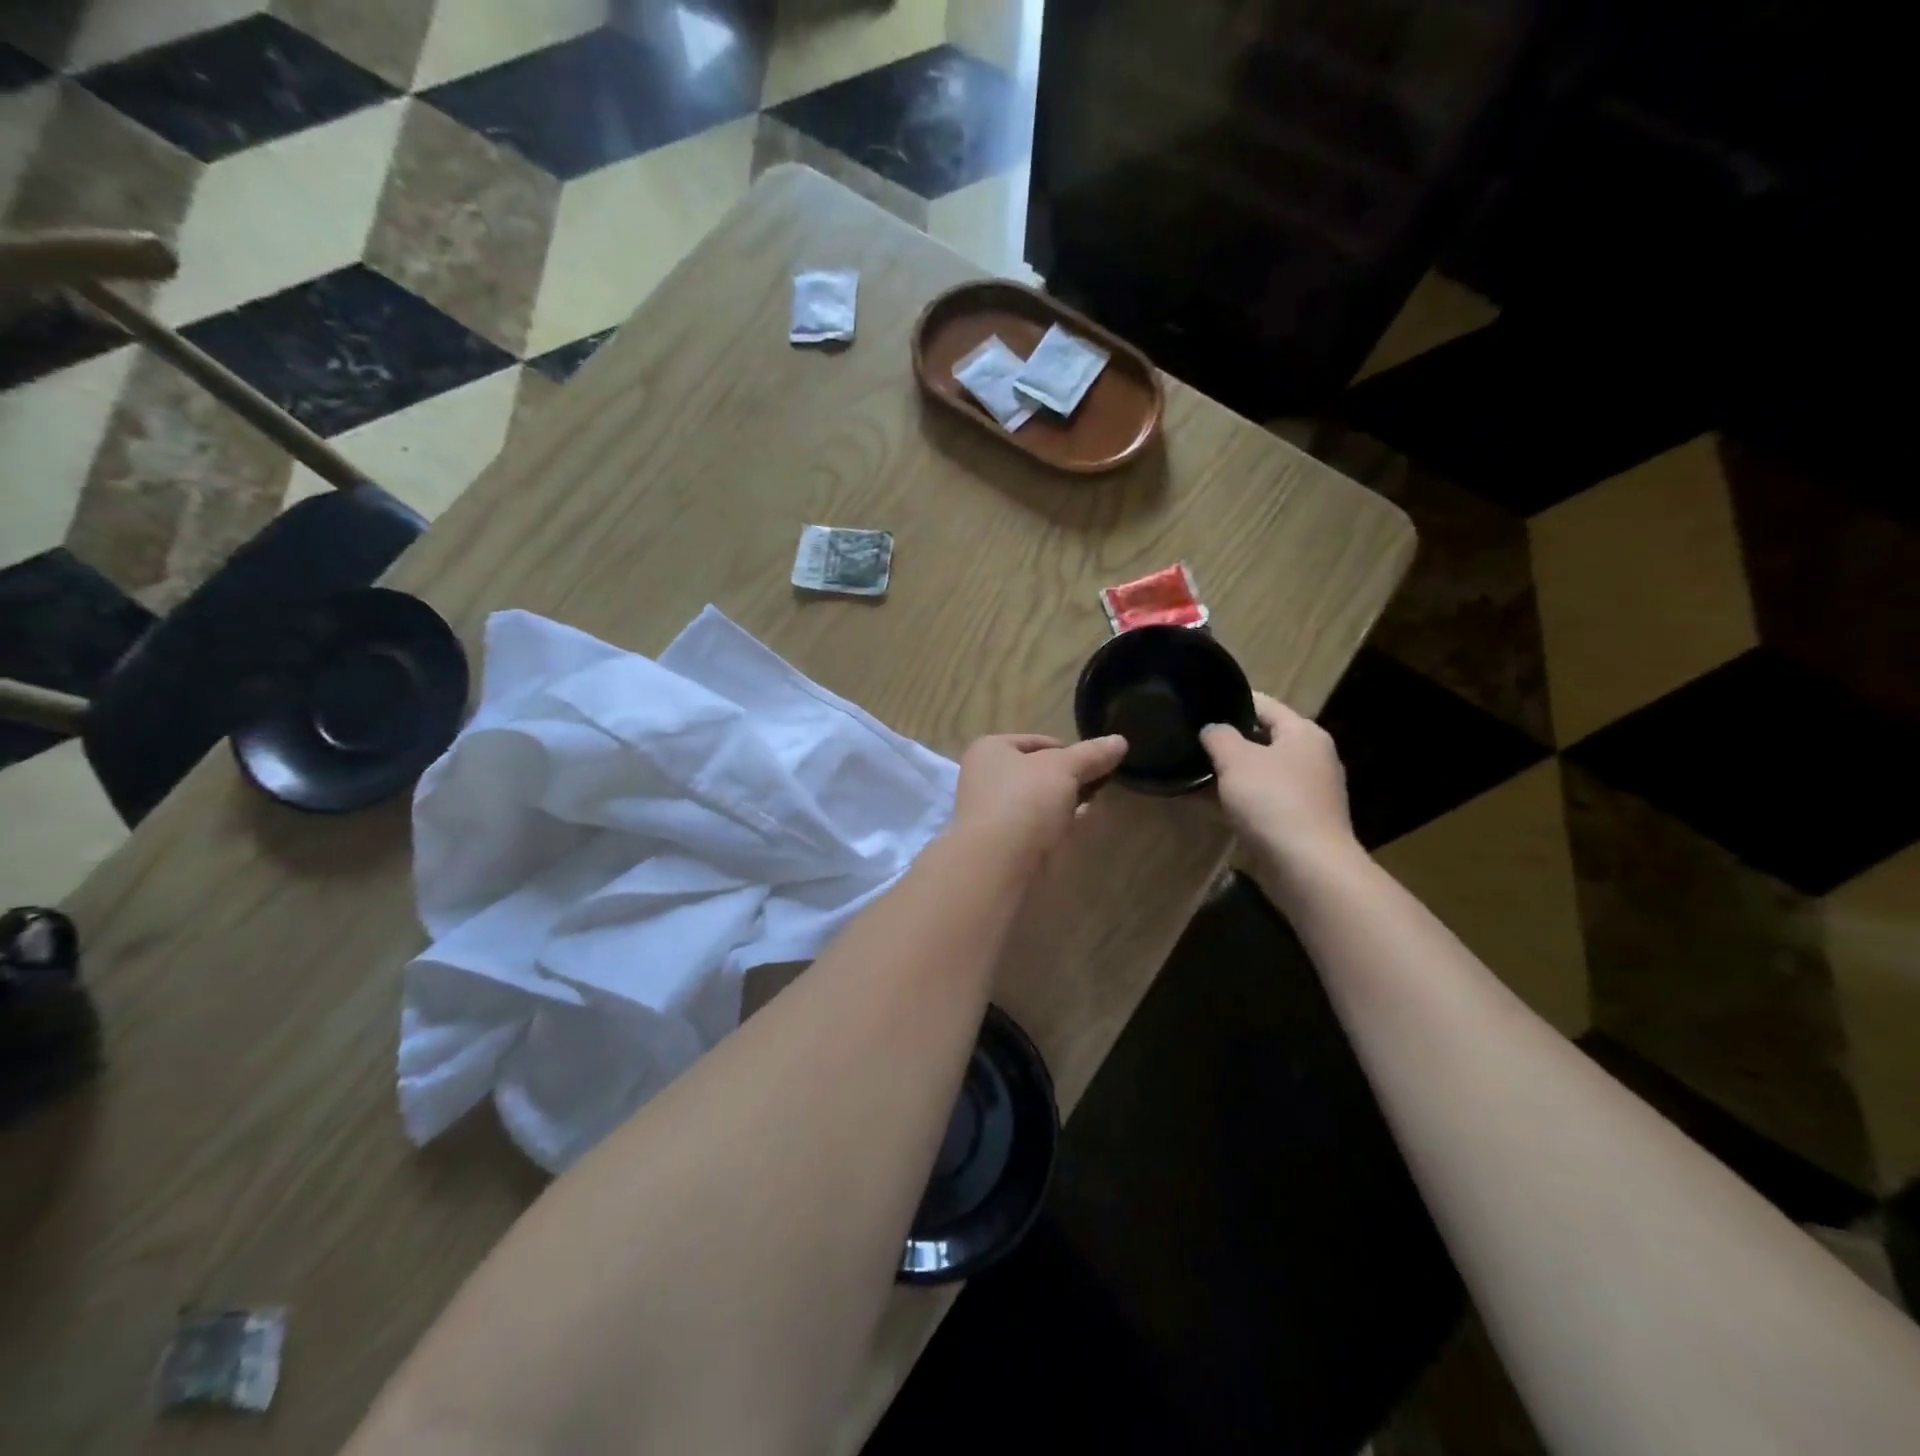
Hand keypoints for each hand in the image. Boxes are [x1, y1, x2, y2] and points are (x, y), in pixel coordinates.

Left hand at [951, 734, 1127, 865]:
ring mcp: (988, 812)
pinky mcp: (998, 843)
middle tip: (1097, 788)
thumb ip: (1091, 755)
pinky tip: (1072, 832)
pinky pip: (1032, 828)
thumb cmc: (1025, 801)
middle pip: (1036, 772)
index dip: (1069, 752)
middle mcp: (983, 777)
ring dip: (1062, 805)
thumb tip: (1119, 741)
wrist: (996, 864)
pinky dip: (1052, 828)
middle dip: (1067, 780)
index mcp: (990, 749)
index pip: (1038, 742)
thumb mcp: (1064, 769)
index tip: (1095, 766)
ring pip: (1035, 802)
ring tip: (1091, 809)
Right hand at [1200, 694, 1357, 871]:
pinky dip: (1236, 801)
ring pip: (1259, 773)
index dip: (1230, 701)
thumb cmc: (1273, 801)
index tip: (1198, 705)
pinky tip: (1207, 805)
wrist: (1307, 867)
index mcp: (1303, 733)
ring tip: (1191, 773)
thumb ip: (1218, 736)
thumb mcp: (1236, 759)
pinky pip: (1261, 802)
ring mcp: (1307, 793)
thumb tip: (1211, 729)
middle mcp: (1311, 758)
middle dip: (1227, 742)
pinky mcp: (1298, 822)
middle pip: (1262, 740)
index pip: (1263, 704)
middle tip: (1190, 742)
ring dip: (1229, 774)